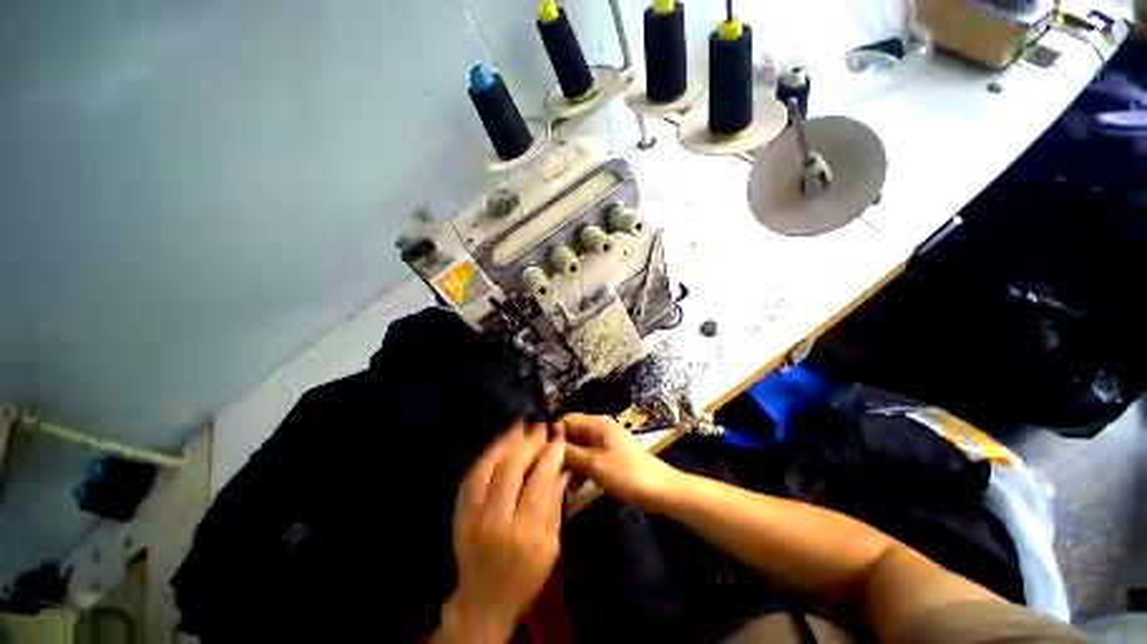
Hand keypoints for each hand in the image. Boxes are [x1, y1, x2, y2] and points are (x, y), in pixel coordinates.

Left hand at [437, 420, 565, 643]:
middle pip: (511, 468)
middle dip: (528, 442)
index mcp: (525, 532)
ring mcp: (472, 515)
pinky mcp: (459, 512)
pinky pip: (471, 475)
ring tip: (520, 424)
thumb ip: (554, 502)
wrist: (484, 601)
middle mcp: (495, 519)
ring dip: (505, 441)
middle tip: (540, 427)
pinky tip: (499, 443)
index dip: (550, 453)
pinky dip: (487, 454)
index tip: (557, 437)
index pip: (539, 480)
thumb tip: (559, 466)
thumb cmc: (526, 576)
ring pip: (487, 466)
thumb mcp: (551, 545)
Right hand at [558, 412, 681, 509]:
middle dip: (560, 450)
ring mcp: (605, 442)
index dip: (553, 434)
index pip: (567, 420)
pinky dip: (581, 468)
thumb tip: (548, 444)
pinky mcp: (609, 456)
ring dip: (570, 461)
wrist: (659, 489)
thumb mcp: (593, 463)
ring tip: (559, 481)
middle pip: (572, 433)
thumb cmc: (625, 472)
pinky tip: (574, 486)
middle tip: (547, 470)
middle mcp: (599, 428)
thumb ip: (569, 452)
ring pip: (579, 447)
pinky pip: (589, 457)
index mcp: (597, 423)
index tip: (540, 453)